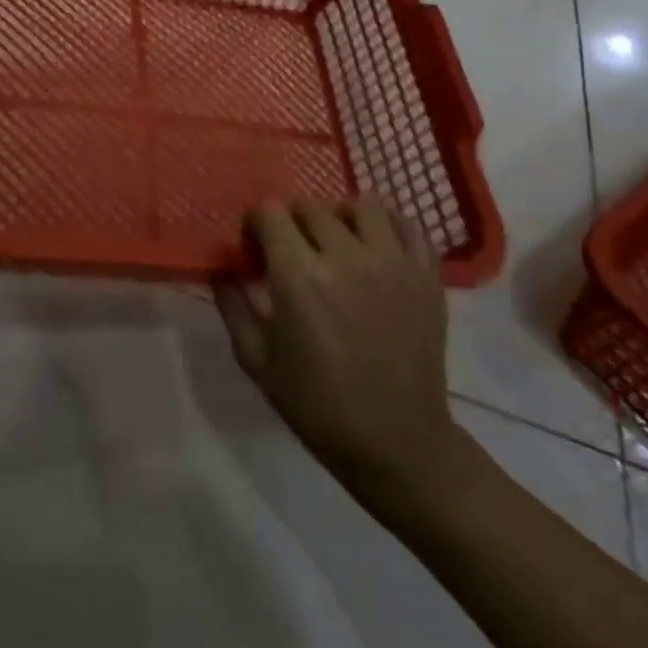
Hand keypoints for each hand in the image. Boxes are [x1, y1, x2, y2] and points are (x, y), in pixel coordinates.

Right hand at [216, 198, 467, 498]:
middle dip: (293, 222)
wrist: (396, 443)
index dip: (256, 223)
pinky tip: (377, 247)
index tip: (256, 246)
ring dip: (342, 215)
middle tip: (293, 251)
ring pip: (363, 204)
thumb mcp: (256, 360)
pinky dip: (390, 226)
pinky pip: (410, 225)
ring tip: (339, 241)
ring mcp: (392, 262)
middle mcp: (345, 257)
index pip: (270, 212)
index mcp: (298, 276)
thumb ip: (232, 305)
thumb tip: (221, 267)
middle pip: (311, 206)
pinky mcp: (426, 276)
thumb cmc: (317, 405)